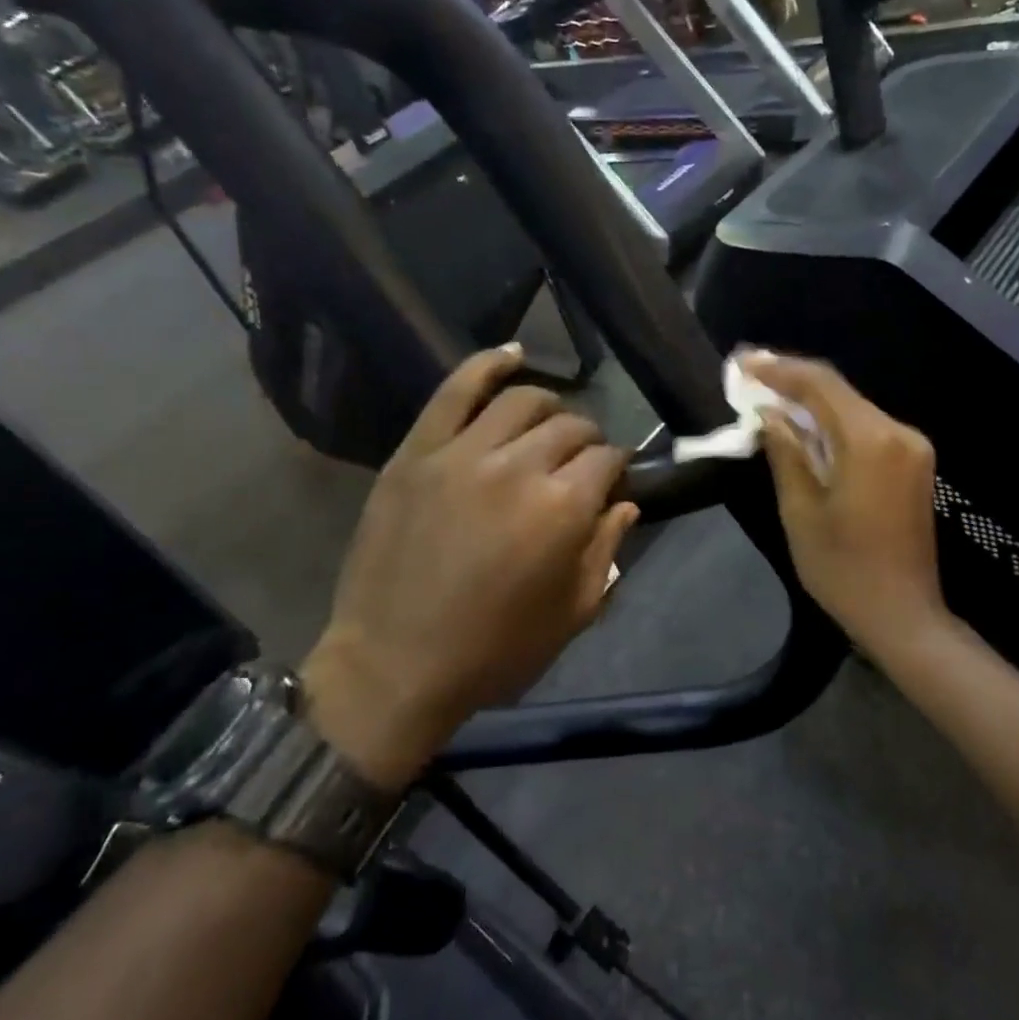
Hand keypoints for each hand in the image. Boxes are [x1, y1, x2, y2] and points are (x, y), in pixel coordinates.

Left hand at [301, 345, 637, 787]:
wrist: (393, 665)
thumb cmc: (493, 651)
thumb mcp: (572, 614)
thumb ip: (607, 551)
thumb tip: (624, 503)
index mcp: (563, 509)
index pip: (607, 460)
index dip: (616, 468)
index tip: (612, 481)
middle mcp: (519, 467)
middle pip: (571, 426)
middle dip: (588, 440)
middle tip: (581, 462)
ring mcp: (463, 453)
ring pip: (523, 400)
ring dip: (550, 406)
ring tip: (549, 423)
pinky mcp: (418, 451)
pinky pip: (455, 390)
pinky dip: (487, 364)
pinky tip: (511, 354)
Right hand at [742, 351, 948, 658]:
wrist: (903, 615)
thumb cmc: (843, 570)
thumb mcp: (800, 511)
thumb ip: (786, 453)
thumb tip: (769, 414)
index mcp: (870, 441)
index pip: (820, 385)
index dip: (778, 369)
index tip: (742, 363)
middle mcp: (898, 432)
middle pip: (838, 391)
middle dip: (792, 380)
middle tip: (748, 374)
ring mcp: (911, 447)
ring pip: (852, 408)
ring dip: (810, 401)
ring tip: (767, 394)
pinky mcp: (913, 463)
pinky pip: (866, 428)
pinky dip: (832, 422)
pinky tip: (803, 425)